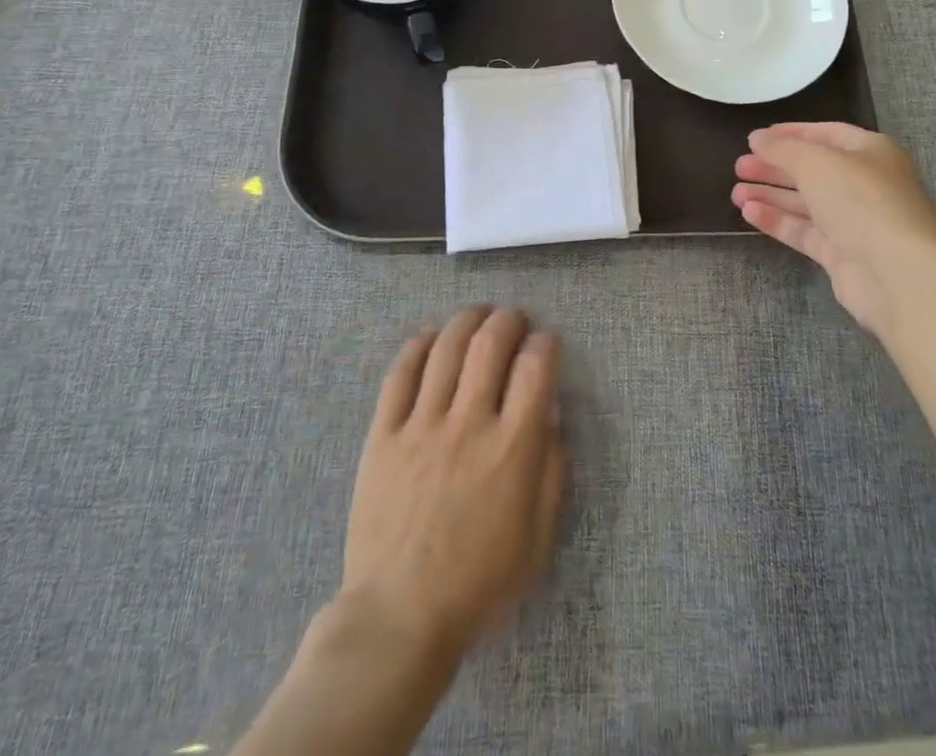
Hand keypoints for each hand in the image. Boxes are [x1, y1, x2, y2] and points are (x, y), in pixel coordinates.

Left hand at [340, 307, 566, 660]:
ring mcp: (421, 424)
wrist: (399, 617)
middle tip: (513, 320)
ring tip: (476, 317)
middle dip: (508, 319)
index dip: (546, 343)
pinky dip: (417, 346)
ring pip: (446, 347)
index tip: (546, 343)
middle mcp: (469, 423)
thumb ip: (553, 470)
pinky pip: (399, 374)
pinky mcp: (383, 434)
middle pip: (490, 343)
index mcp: (512, 447)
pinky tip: (429, 337)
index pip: (536, 367)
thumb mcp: (539, 538)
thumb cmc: (479, 582)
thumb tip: (551, 414)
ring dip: (466, 321)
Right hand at [733, 122, 935, 340]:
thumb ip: (782, 148)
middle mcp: (865, 183)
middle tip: (739, 166)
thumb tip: (758, 138)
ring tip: (735, 192)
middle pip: (813, 170)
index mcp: (870, 152)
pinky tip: (749, 213)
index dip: (790, 134)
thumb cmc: (861, 201)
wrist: (898, 275)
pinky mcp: (842, 254)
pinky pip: (805, 231)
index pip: (826, 134)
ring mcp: (855, 221)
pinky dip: (778, 220)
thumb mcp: (817, 162)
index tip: (756, 138)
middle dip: (775, 167)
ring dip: (771, 195)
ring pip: (806, 202)